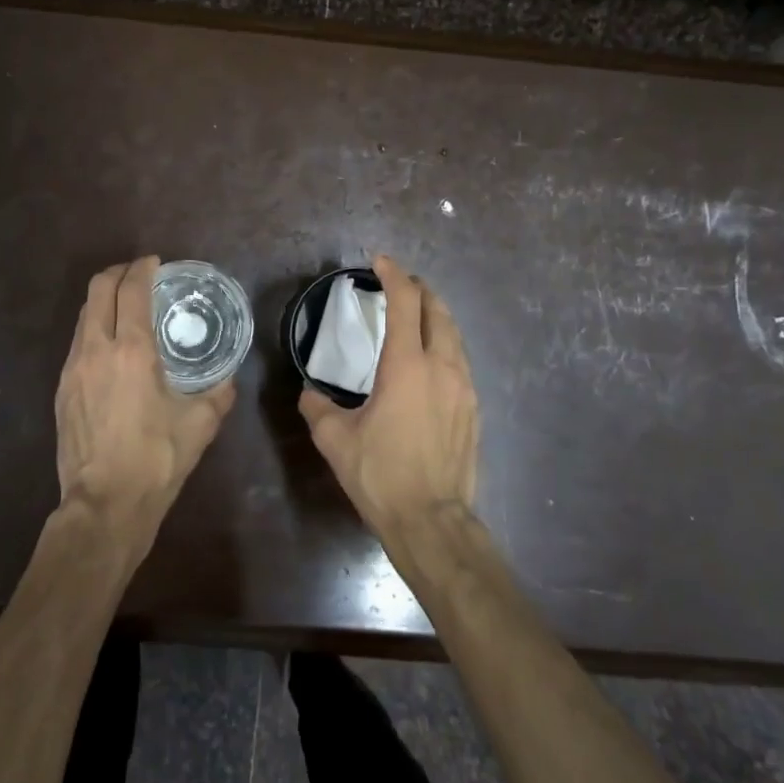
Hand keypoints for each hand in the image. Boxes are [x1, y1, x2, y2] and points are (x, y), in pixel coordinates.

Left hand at [55, 256, 235, 552]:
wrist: (105, 504)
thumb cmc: (157, 459)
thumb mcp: (201, 424)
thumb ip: (219, 393)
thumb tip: (228, 378)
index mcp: (131, 351)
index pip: (131, 290)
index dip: (142, 268)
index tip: (155, 262)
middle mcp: (96, 350)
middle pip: (97, 290)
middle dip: (117, 273)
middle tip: (139, 275)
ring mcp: (72, 369)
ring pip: (83, 316)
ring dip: (103, 301)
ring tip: (126, 309)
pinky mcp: (62, 390)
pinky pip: (77, 343)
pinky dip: (94, 329)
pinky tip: (112, 349)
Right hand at [299, 255, 479, 534]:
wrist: (432, 520)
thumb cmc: (380, 475)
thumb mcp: (335, 440)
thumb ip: (317, 408)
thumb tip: (309, 393)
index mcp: (406, 366)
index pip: (405, 303)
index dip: (393, 275)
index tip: (380, 262)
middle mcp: (442, 367)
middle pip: (438, 311)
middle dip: (420, 290)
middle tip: (401, 284)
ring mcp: (464, 388)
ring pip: (455, 336)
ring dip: (436, 317)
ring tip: (418, 316)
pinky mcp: (474, 410)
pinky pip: (461, 363)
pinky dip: (445, 346)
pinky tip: (432, 362)